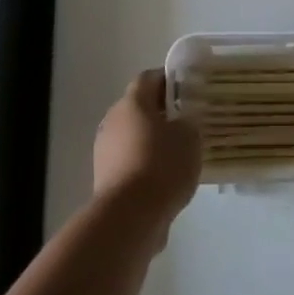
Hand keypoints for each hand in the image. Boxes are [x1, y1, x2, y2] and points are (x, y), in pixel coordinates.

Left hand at [93, 70, 201, 242]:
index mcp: (132, 102)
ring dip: (152, 140)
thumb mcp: (190, 138)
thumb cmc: (162, 166)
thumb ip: (188, 123)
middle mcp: (113, 120)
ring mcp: (104, 149)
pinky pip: (129, 160)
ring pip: (133, 135)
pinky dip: (144, 163)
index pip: (149, 78)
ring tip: (179, 154)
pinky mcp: (104, 177)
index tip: (188, 88)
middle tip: (187, 122)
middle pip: (139, 107)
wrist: (129, 216)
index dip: (169, 80)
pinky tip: (164, 178)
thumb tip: (182, 123)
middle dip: (162, 112)